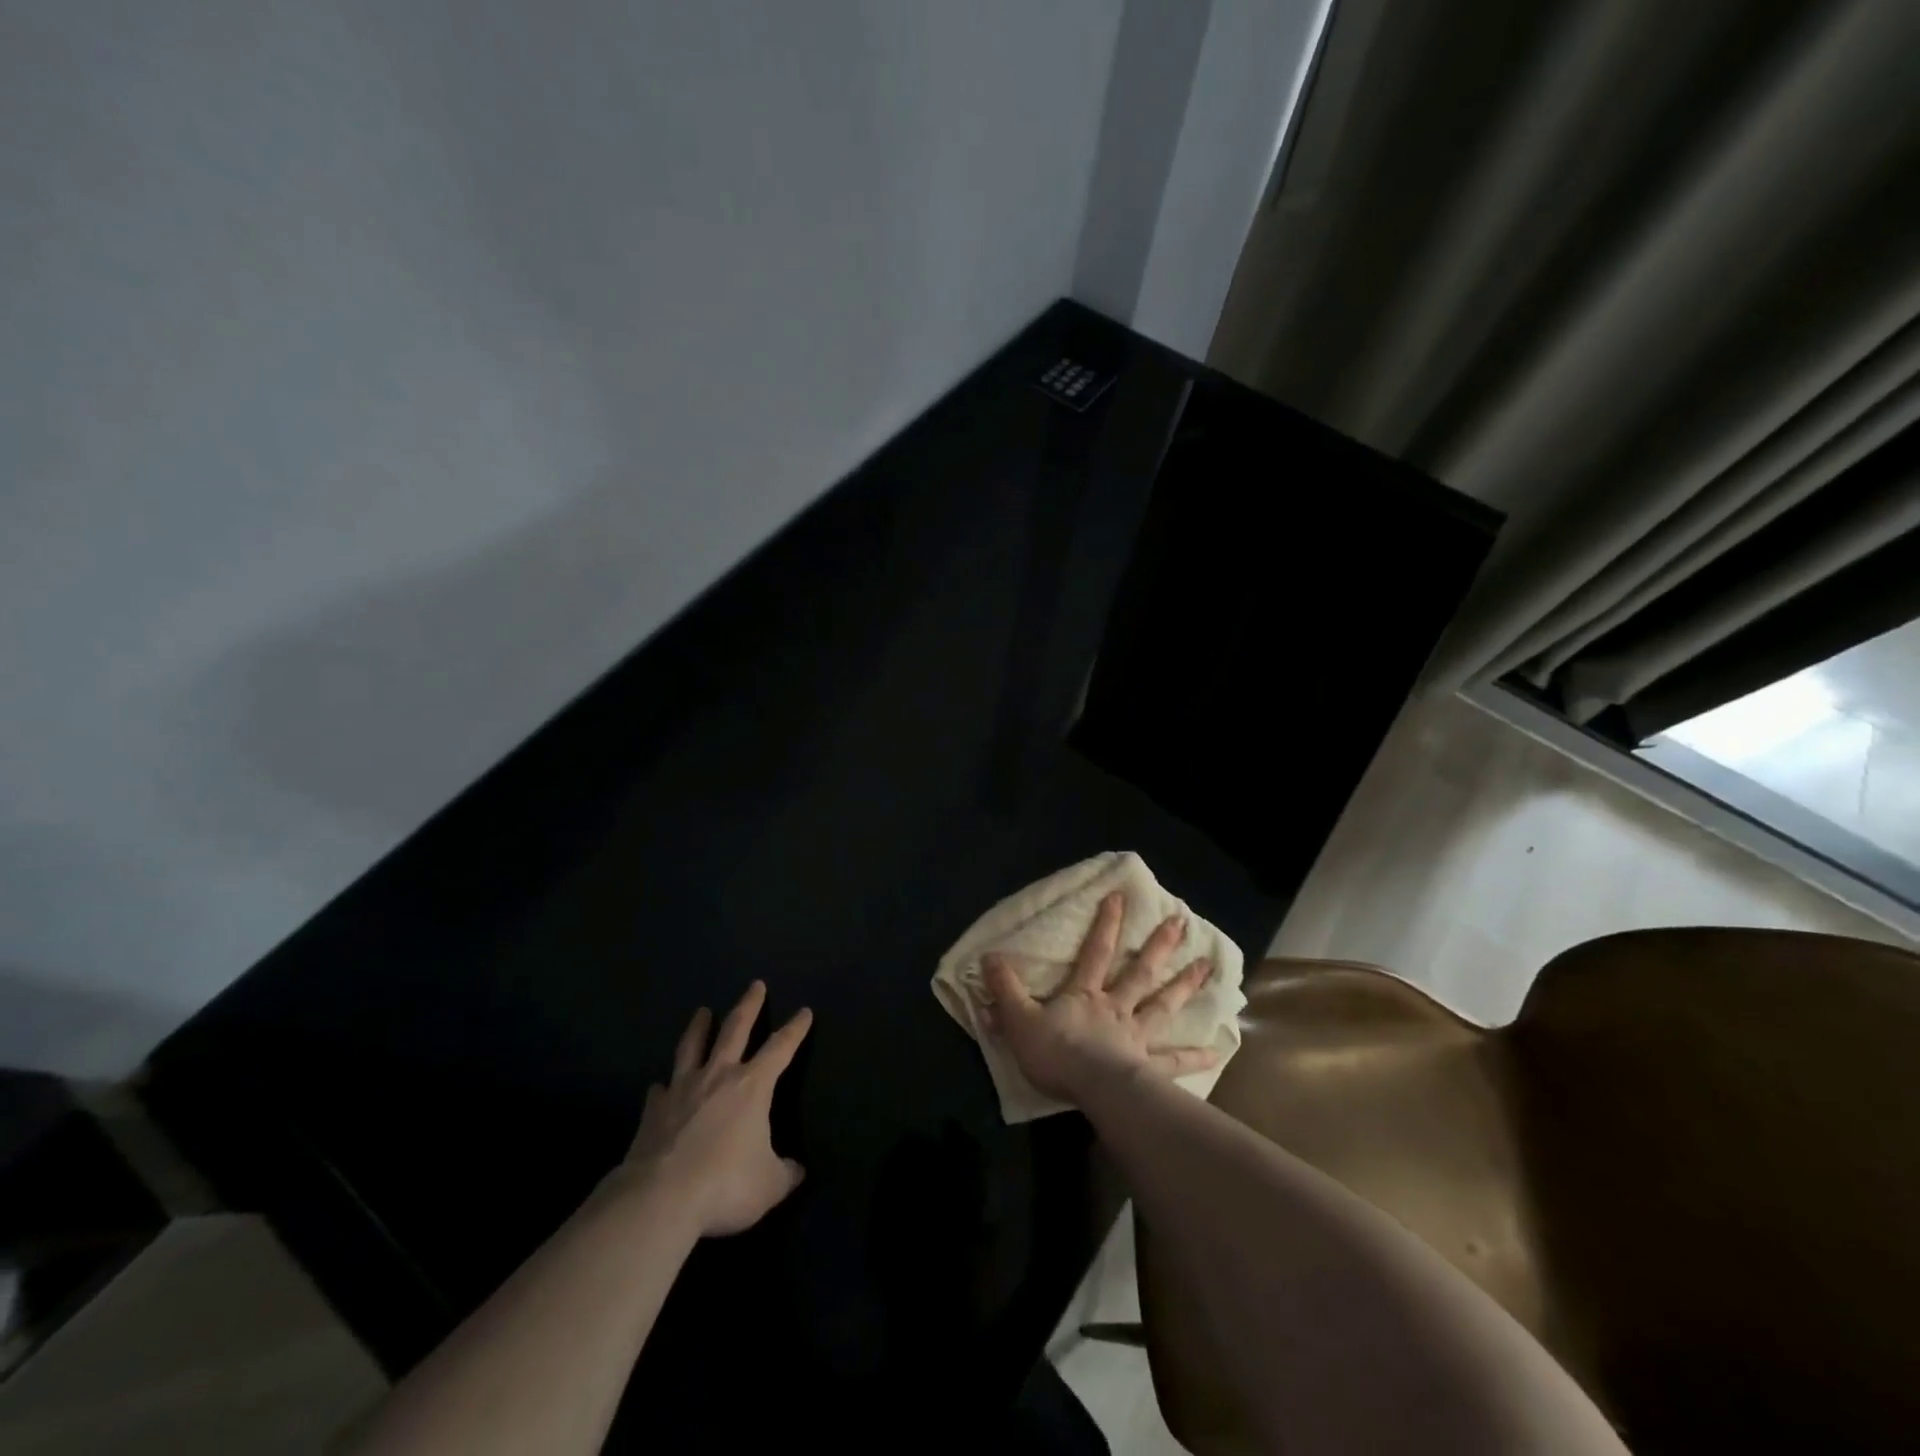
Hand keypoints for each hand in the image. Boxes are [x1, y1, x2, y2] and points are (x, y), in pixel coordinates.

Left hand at [621, 982, 811, 1236]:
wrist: (659, 1199)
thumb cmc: (725, 1184)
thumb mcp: (769, 1185)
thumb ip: (785, 1173)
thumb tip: (797, 1169)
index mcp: (752, 1086)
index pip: (781, 1047)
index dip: (795, 1029)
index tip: (804, 1011)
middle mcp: (718, 1076)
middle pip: (735, 1029)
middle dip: (749, 1005)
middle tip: (755, 984)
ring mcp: (682, 1090)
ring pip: (693, 1047)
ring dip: (699, 1027)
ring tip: (702, 1011)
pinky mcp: (653, 1111)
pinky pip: (660, 1092)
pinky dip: (662, 1087)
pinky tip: (659, 1085)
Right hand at [979, 891, 1217, 1105]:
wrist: (1091, 1090)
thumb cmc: (1056, 1053)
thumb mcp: (1019, 1019)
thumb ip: (1005, 989)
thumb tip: (988, 956)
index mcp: (1084, 995)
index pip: (1095, 952)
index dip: (1106, 924)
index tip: (1120, 896)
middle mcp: (1116, 1008)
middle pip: (1140, 972)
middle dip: (1159, 946)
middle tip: (1182, 922)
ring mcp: (1136, 1036)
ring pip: (1163, 1005)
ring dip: (1185, 985)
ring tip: (1207, 967)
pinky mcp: (1150, 1067)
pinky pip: (1176, 1061)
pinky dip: (1196, 1055)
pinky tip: (1219, 1049)